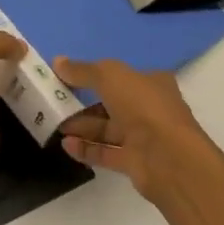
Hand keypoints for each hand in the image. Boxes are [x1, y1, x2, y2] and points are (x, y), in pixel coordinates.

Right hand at [54, 56, 223, 202]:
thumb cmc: (143, 106)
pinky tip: (65, 145)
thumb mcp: (109, 76)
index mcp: (152, 83)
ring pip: (107, 129)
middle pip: (112, 104)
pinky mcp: (135, 162)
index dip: (97, 75)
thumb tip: (58, 61)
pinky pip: (106, 152)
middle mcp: (150, 109)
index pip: (123, 76)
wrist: (168, 157)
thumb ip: (83, 70)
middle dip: (84, 103)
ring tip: (55, 124)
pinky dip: (86, 148)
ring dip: (82, 126)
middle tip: (57, 102)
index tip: (71, 77)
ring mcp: (144, 137)